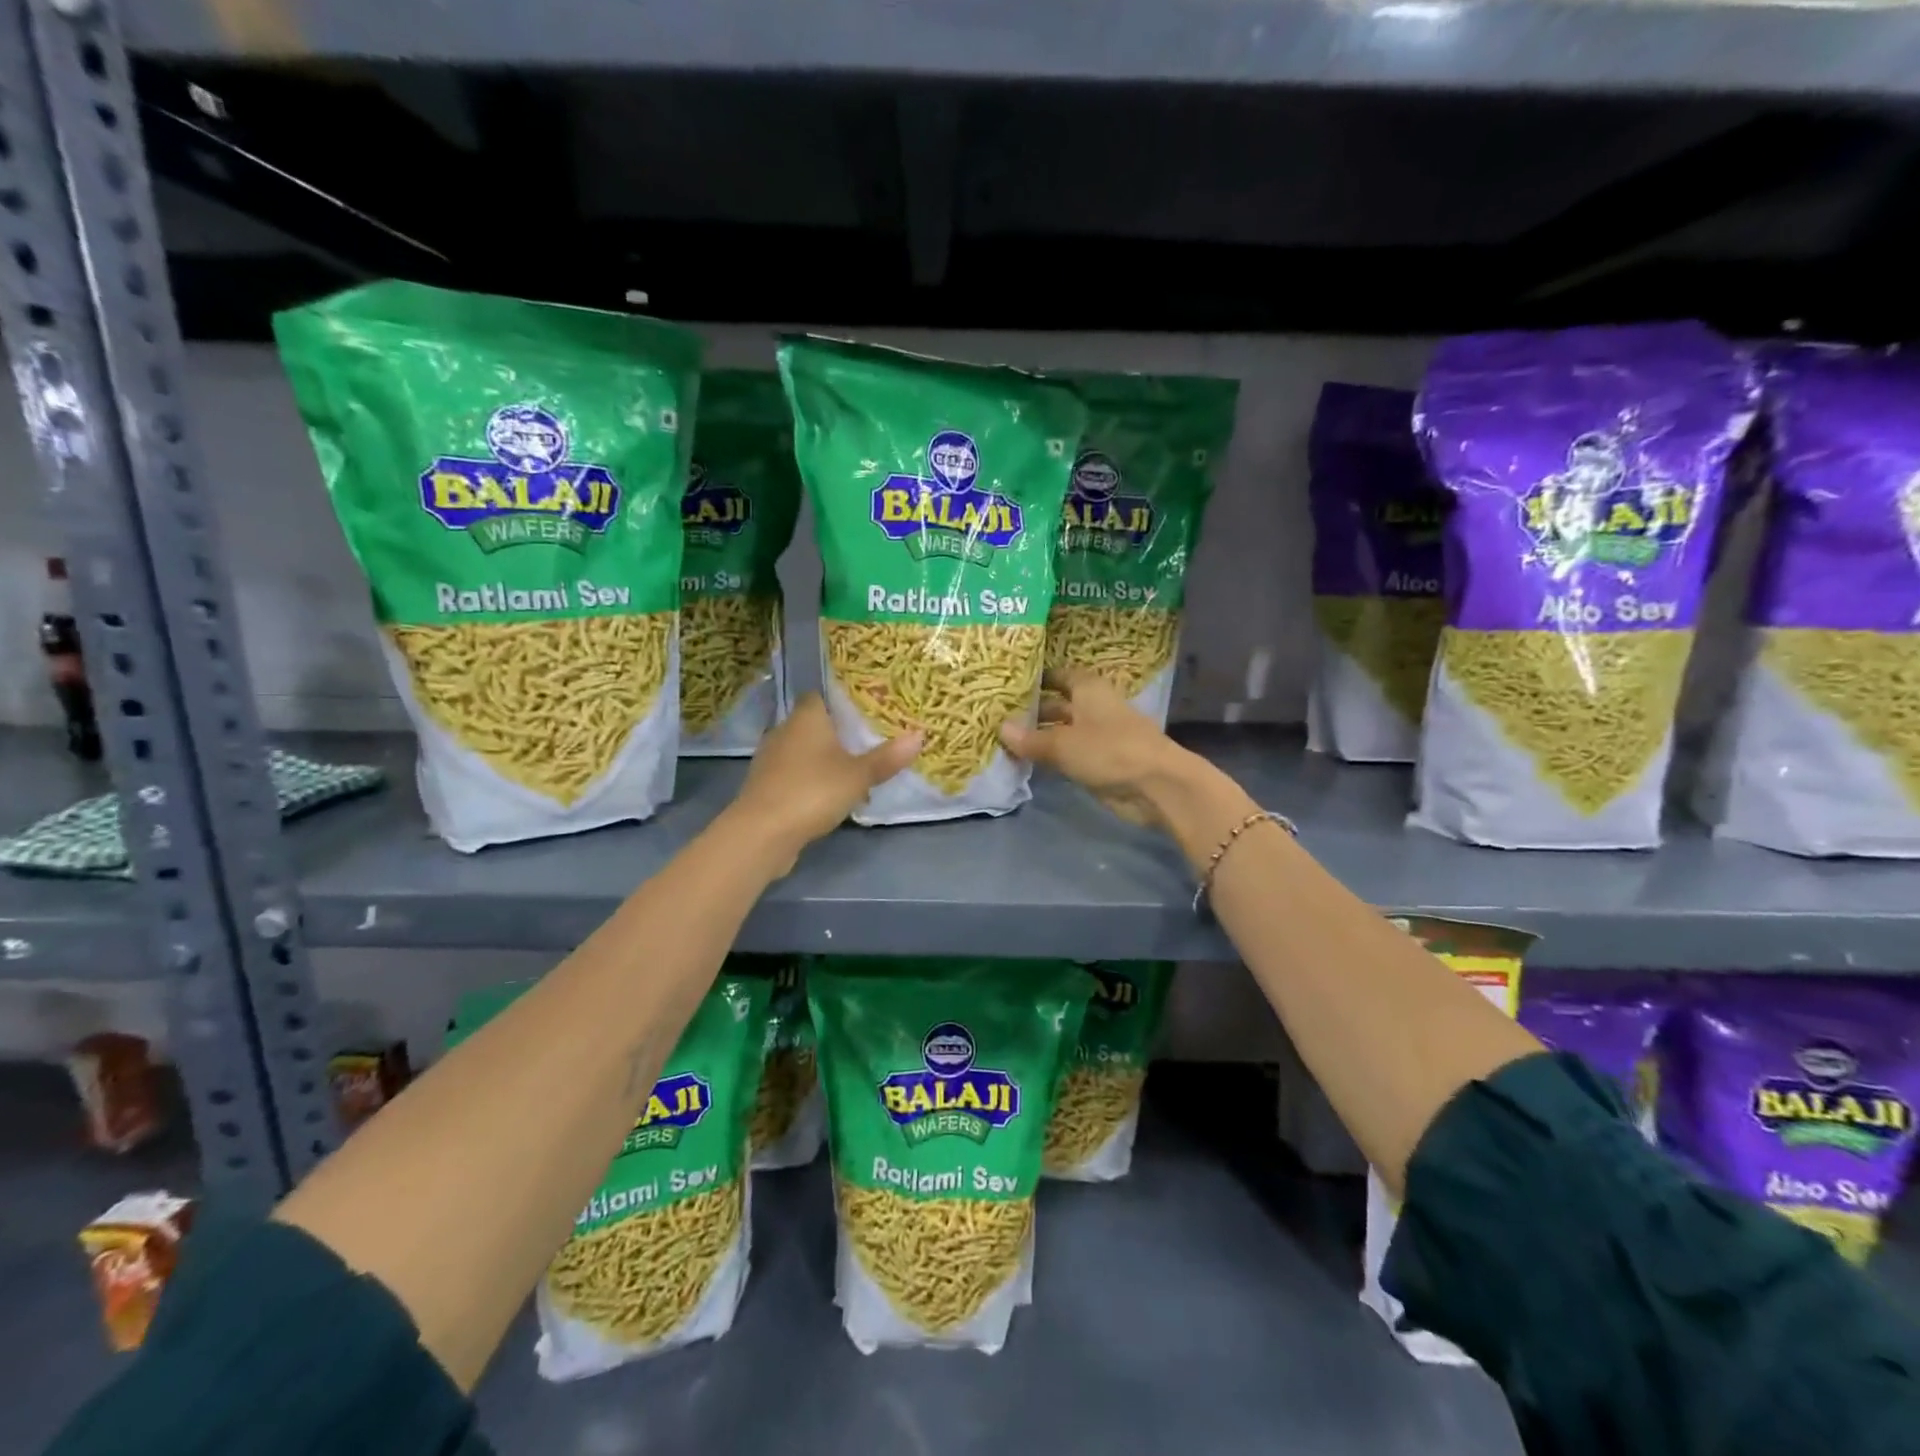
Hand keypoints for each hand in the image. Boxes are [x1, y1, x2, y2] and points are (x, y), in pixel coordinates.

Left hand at [728, 694, 921, 863]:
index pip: (819, 696)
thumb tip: (919, 735)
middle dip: (834, 733)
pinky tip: (827, 796)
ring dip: (821, 760)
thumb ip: (887, 757)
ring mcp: (769, 760)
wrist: (762, 833)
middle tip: (865, 742)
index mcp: (806, 718)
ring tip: (851, 771)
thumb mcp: (859, 775)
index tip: (862, 711)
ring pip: (801, 751)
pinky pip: (792, 775)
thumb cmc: (813, 791)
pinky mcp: (764, 787)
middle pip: (811, 725)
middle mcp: (783, 731)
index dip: (839, 702)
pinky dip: (808, 781)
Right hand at [998, 668, 1196, 829]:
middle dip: (1033, 711)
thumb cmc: (1109, 750)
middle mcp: (1093, 708)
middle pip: (1059, 705)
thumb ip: (1031, 739)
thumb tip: (1001, 728)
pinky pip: (1070, 755)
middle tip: (998, 717)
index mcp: (1089, 689)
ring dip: (1040, 737)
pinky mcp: (1101, 762)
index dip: (1038, 678)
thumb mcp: (1063, 744)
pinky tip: (1027, 762)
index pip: (1060, 675)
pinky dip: (1052, 757)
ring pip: (1063, 732)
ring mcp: (1099, 736)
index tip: (1010, 684)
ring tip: (1005, 741)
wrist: (1156, 786)